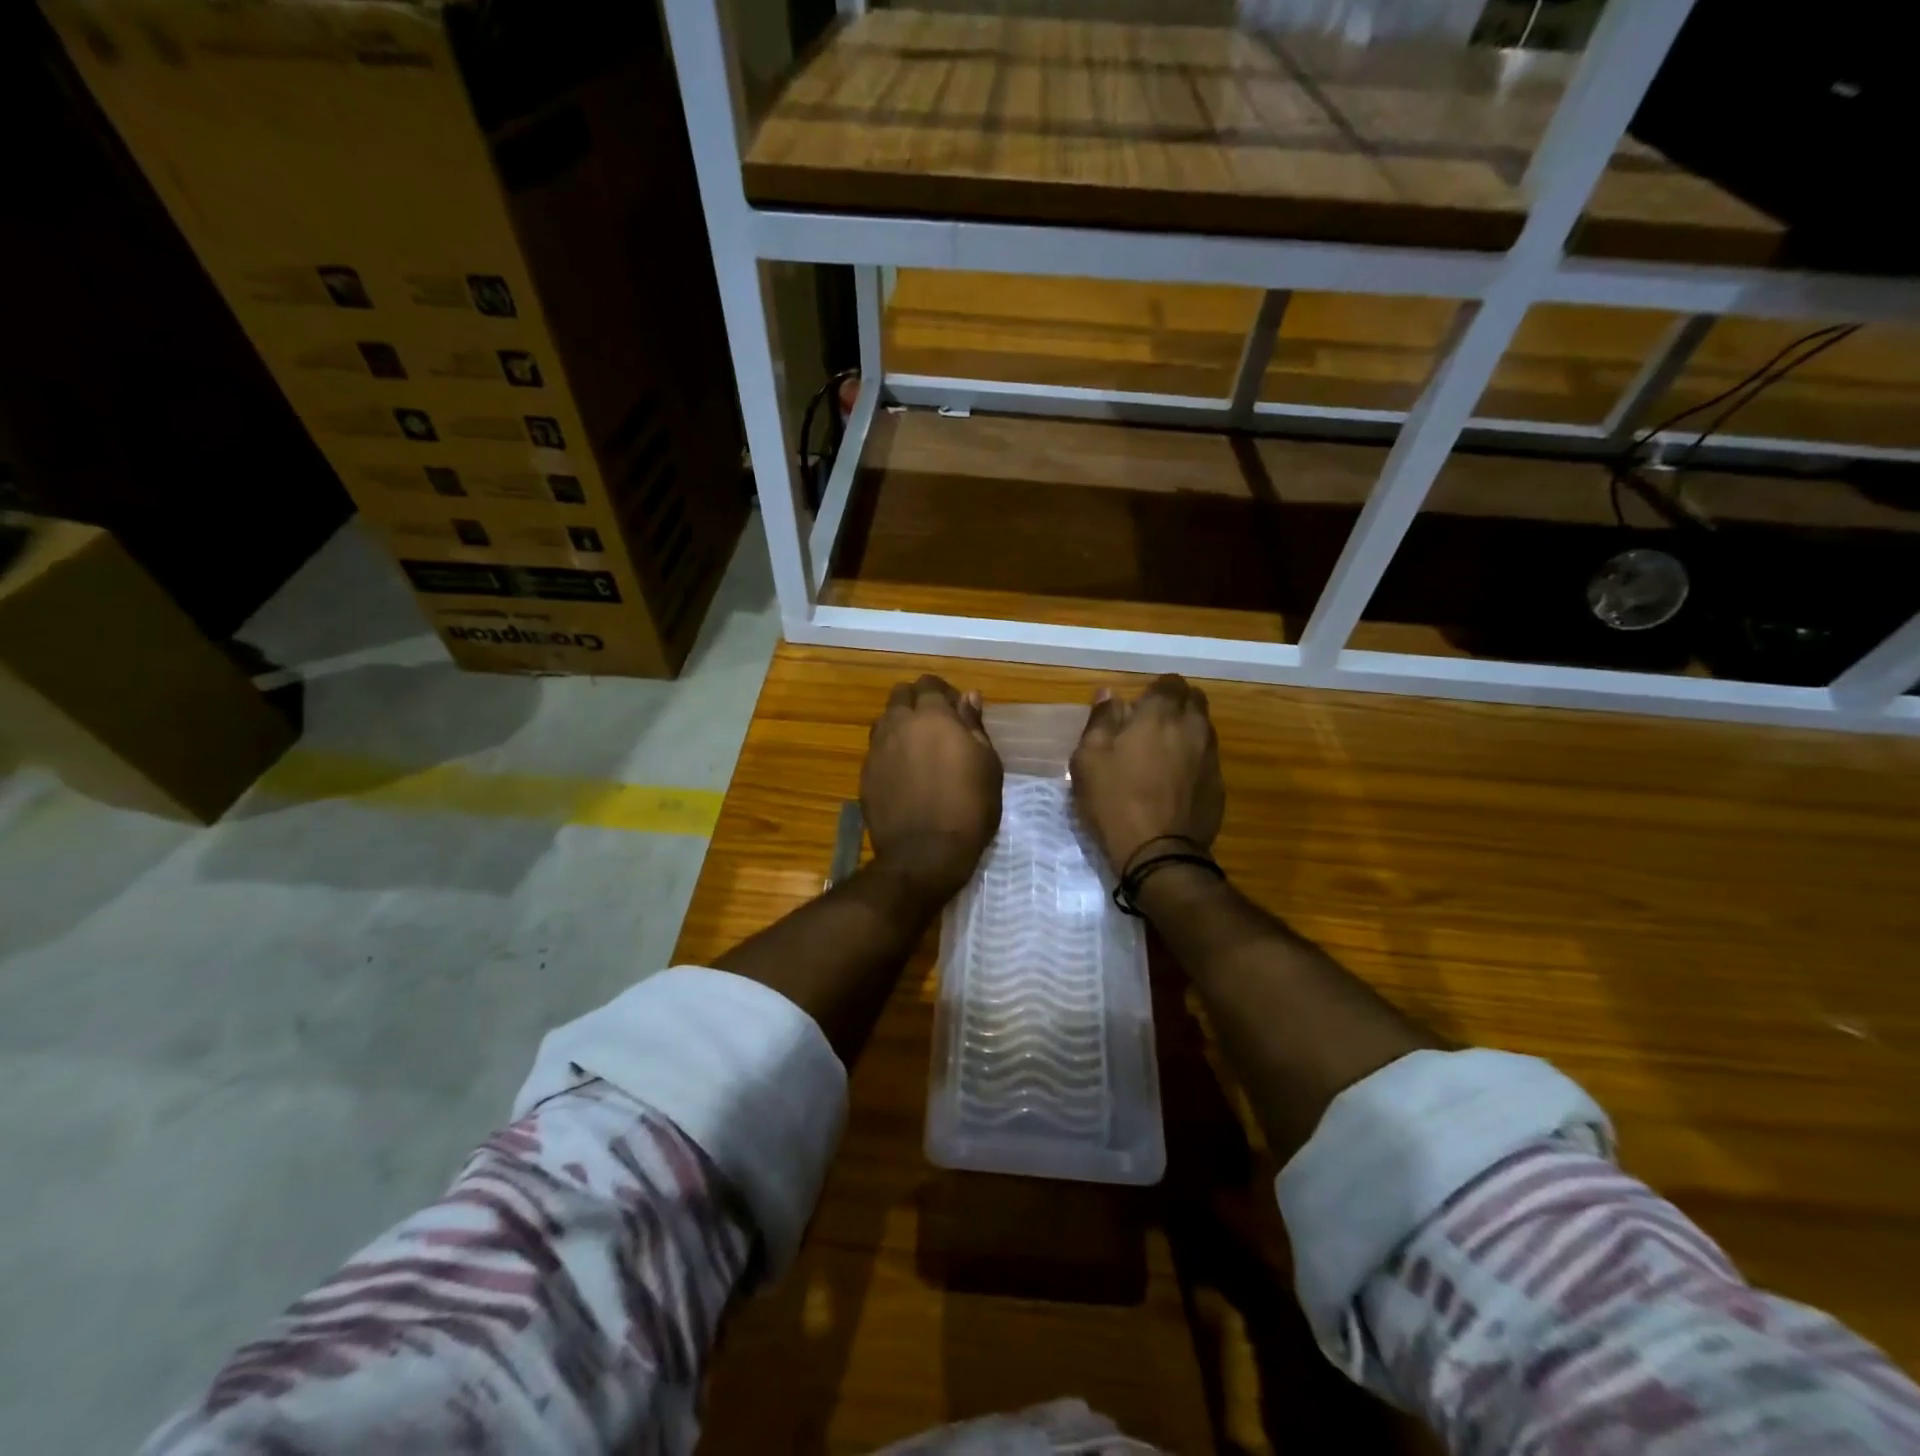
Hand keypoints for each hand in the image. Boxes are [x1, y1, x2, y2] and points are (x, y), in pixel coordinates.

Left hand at [861, 675, 1002, 902]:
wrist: (925, 853)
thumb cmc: (969, 807)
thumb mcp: (987, 764)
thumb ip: (974, 725)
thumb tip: (968, 696)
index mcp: (932, 716)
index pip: (929, 684)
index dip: (943, 693)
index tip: (957, 711)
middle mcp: (898, 724)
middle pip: (901, 695)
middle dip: (917, 702)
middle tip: (937, 726)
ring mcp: (877, 749)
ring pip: (885, 720)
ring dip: (900, 724)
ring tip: (918, 748)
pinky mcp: (865, 774)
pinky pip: (877, 749)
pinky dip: (890, 751)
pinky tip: (904, 773)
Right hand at [1070, 674, 1223, 873]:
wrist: (1158, 853)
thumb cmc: (1115, 801)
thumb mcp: (1088, 759)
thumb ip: (1100, 720)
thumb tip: (1109, 694)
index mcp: (1160, 714)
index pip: (1169, 682)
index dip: (1154, 691)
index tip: (1136, 709)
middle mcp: (1193, 727)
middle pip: (1193, 700)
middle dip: (1174, 705)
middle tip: (1149, 726)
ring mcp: (1211, 756)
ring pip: (1203, 728)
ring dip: (1185, 731)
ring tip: (1161, 754)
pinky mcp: (1219, 784)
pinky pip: (1207, 758)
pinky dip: (1193, 759)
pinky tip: (1173, 781)